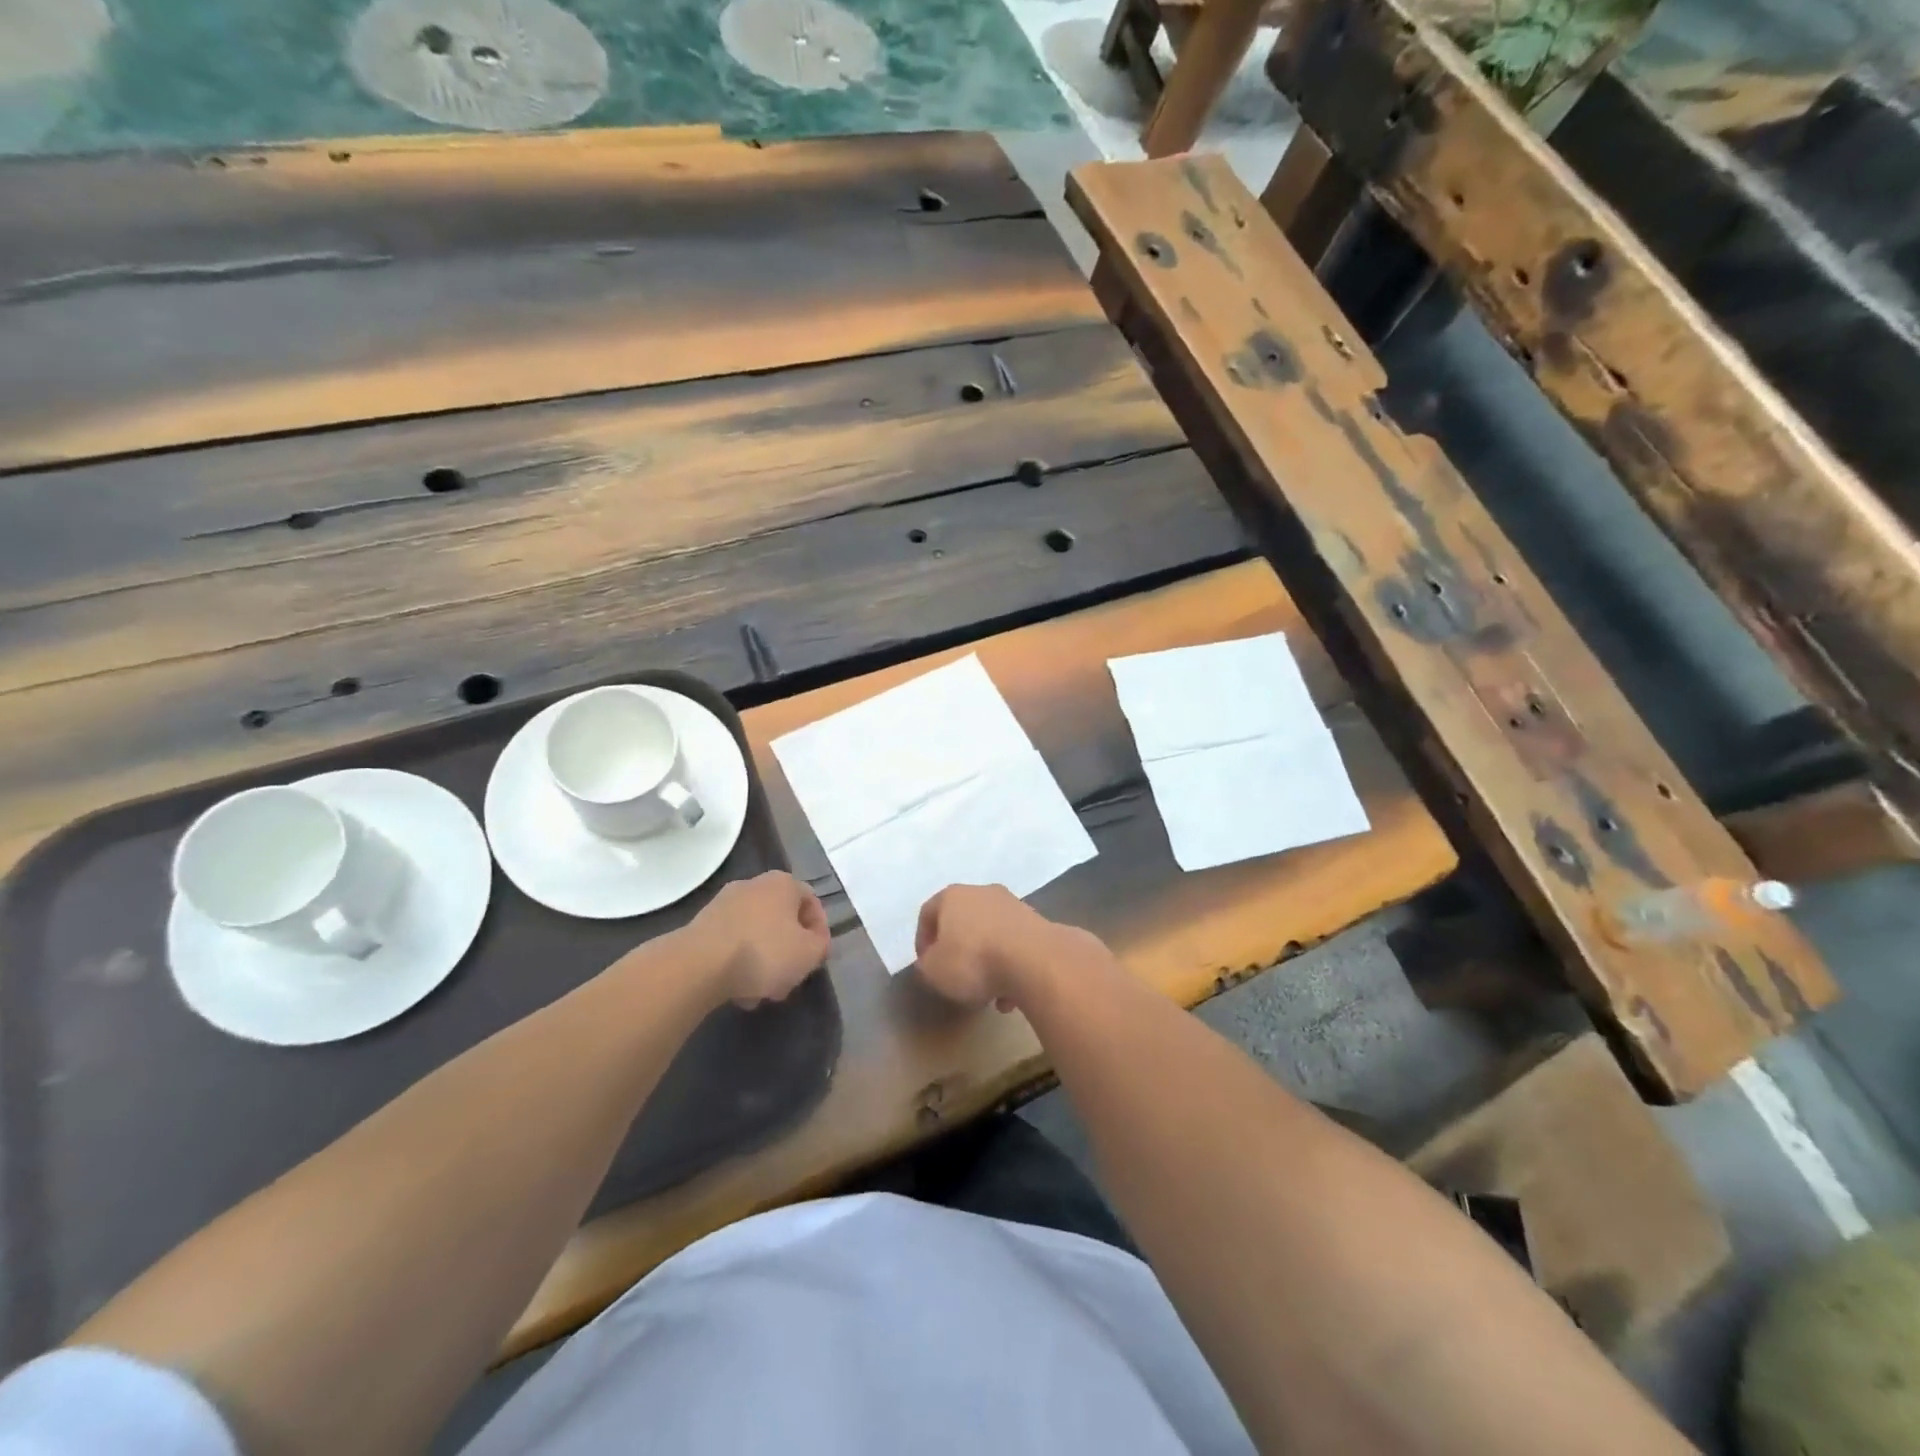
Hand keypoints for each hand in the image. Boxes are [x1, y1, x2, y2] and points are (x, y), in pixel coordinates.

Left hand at [683, 872, 831, 1007]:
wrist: (699, 965)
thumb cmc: (764, 952)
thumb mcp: (809, 953)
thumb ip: (820, 945)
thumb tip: (813, 942)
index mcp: (783, 883)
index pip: (811, 902)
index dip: (819, 932)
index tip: (817, 958)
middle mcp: (753, 884)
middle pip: (781, 920)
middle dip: (788, 951)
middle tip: (790, 978)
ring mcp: (724, 903)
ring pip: (756, 934)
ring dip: (763, 961)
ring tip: (761, 993)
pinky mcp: (701, 924)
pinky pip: (731, 943)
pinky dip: (738, 963)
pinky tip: (737, 990)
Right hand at [914, 884, 1094, 1010]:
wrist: (1034, 960)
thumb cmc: (973, 960)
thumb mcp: (934, 970)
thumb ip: (927, 964)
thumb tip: (932, 961)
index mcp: (952, 896)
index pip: (928, 913)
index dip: (922, 940)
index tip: (925, 965)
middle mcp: (983, 893)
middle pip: (963, 921)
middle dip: (958, 949)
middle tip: (956, 977)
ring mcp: (1013, 906)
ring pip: (991, 934)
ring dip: (986, 961)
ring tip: (986, 994)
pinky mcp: (1037, 924)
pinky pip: (1015, 946)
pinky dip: (1010, 967)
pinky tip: (1010, 996)